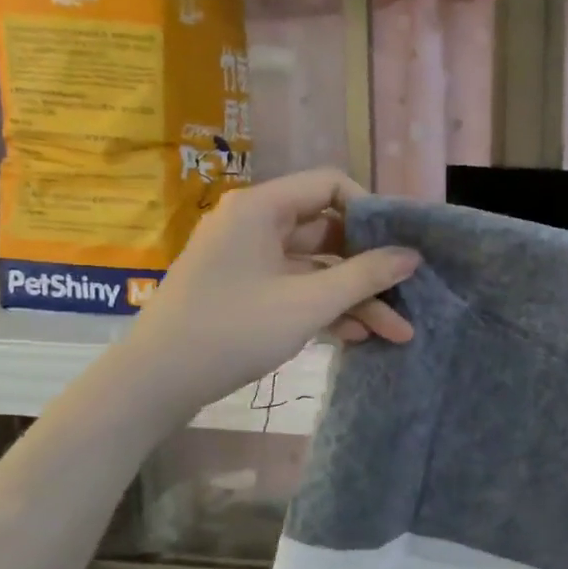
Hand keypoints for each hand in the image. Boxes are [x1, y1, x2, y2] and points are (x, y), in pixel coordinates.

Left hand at [120, 168, 418, 422]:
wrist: (155, 383)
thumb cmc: (232, 330)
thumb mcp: (307, 303)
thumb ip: (364, 276)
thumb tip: (412, 256)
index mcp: (262, 208)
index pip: (330, 185)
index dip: (370, 210)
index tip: (398, 246)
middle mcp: (256, 225)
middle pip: (328, 232)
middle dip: (370, 268)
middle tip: (409, 294)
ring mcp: (250, 261)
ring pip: (317, 268)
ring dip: (355, 297)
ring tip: (398, 332)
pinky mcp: (247, 292)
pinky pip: (297, 289)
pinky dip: (327, 309)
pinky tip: (361, 336)